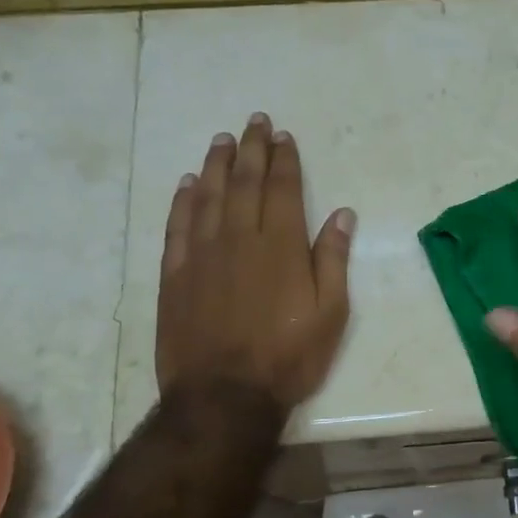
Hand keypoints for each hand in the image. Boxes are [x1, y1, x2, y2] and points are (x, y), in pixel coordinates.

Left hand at [155, 112, 353, 410]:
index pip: (282, 189)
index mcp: (280, 247)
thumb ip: (333, 260)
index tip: (284, 137)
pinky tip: (189, 184)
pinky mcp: (175, 275)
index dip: (284, 160)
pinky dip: (184, 201)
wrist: (224, 395)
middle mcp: (239, 239)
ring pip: (209, 197)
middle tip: (255, 122)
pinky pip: (178, 226)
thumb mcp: (331, 314)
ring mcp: (202, 255)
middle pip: (245, 183)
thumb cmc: (289, 357)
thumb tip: (341, 215)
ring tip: (223, 141)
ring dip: (217, 165)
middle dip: (252, 149)